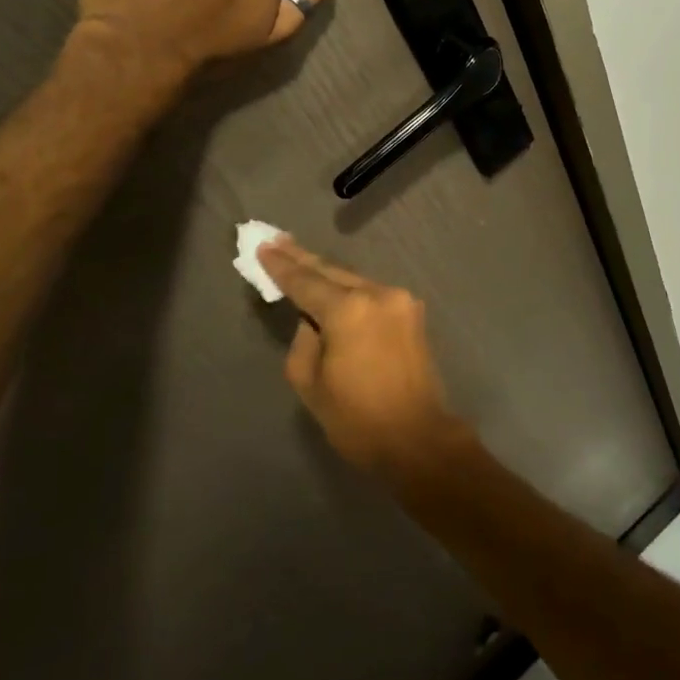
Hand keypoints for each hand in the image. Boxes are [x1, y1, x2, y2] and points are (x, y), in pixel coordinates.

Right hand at [256, 236, 468, 476]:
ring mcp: (400, 300)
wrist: (417, 438)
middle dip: (302, 258)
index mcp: (349, 309)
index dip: (280, 266)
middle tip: (276, 241)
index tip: (262, 247)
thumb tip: (313, 320)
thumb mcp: (310, 382)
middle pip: (332, 271)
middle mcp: (377, 293)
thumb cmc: (357, 418)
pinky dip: (349, 292)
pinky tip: (332, 289)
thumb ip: (303, 340)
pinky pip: (371, 295)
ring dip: (327, 274)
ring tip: (299, 260)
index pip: (305, 281)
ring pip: (354, 280)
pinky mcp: (412, 312)